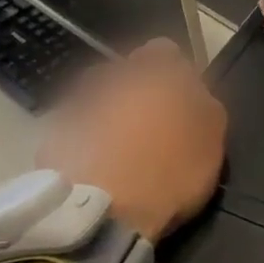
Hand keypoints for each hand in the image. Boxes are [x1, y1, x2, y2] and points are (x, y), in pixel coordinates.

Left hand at [35, 39, 226, 240]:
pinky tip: (95, 168)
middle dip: (135, 91)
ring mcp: (78, 104)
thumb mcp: (212, 140)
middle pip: (126, 73)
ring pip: (97, 99)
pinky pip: (74, 129)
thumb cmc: (170, 171)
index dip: (174, 74)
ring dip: (107, 115)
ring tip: (117, 151)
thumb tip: (195, 95)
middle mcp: (114, 77)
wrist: (102, 212)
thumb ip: (205, 106)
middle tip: (149, 127)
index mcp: (156, 71)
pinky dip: (84, 141)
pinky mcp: (52, 134)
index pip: (165, 51)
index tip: (180, 101)